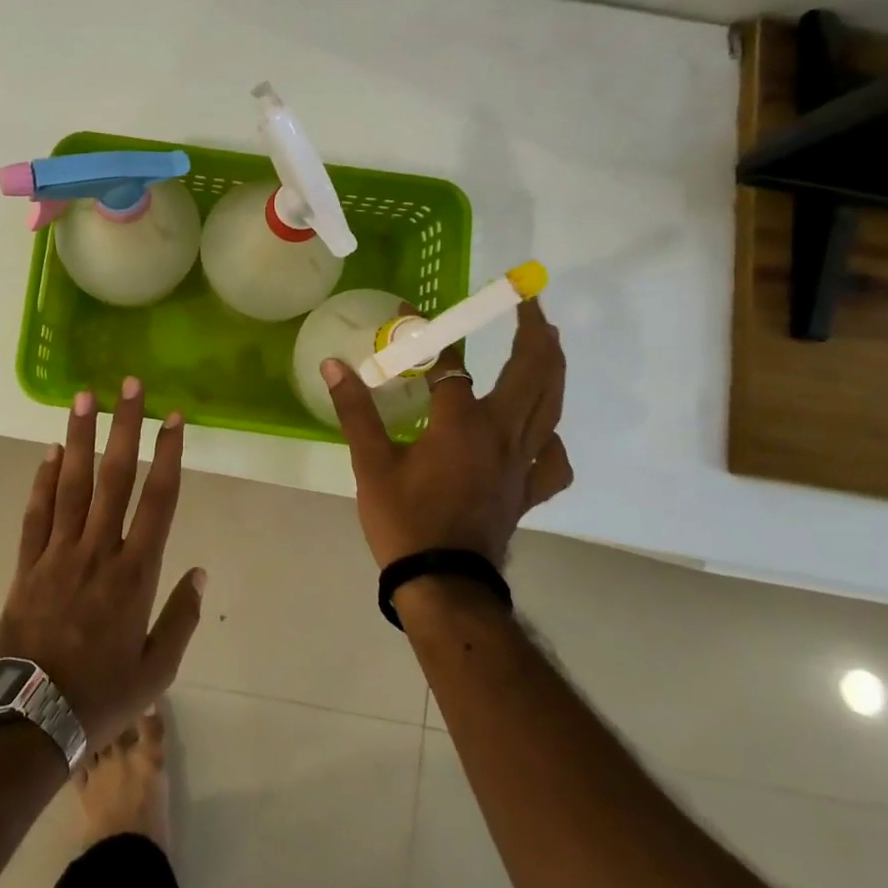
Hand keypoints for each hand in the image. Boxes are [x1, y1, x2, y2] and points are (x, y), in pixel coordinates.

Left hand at [0, 379, 205, 746]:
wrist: (31, 721)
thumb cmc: (102, 695)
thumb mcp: (157, 670)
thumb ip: (181, 618)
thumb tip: (201, 572)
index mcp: (135, 573)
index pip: (157, 500)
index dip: (168, 455)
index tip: (174, 418)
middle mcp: (97, 550)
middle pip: (114, 477)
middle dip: (124, 427)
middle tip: (128, 386)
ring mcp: (58, 554)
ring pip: (70, 484)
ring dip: (79, 438)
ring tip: (84, 397)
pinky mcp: (27, 564)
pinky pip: (36, 514)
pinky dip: (42, 481)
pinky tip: (48, 451)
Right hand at [321, 299, 570, 569]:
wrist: (444, 584)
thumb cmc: (405, 520)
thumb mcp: (371, 463)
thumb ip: (355, 410)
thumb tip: (334, 365)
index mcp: (463, 423)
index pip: (450, 363)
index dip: (430, 334)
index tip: (410, 312)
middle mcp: (502, 434)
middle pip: (531, 371)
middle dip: (532, 331)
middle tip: (527, 303)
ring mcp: (522, 463)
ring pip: (551, 406)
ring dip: (552, 367)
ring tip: (548, 342)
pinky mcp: (527, 490)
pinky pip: (553, 459)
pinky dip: (552, 436)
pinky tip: (541, 430)